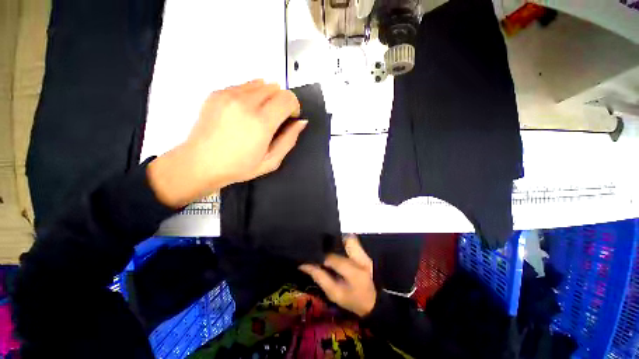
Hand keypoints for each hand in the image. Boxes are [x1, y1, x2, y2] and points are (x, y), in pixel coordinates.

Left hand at [148, 80, 305, 207]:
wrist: (200, 163)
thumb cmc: (239, 167)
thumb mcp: (271, 161)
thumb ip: (289, 140)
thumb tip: (301, 122)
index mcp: (261, 122)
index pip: (287, 98)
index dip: (294, 106)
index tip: (290, 117)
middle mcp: (245, 103)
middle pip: (275, 87)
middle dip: (282, 101)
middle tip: (276, 118)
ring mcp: (229, 95)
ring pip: (260, 83)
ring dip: (267, 96)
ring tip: (260, 114)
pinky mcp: (217, 93)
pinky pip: (244, 85)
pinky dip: (252, 94)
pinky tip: (245, 111)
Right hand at [300, 235, 376, 316]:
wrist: (378, 303)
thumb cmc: (355, 302)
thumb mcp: (335, 294)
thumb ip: (320, 278)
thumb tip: (304, 265)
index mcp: (354, 272)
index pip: (332, 257)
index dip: (319, 257)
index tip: (310, 258)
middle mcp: (361, 258)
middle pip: (346, 239)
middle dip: (332, 240)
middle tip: (322, 247)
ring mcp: (365, 254)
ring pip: (350, 238)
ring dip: (339, 240)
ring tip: (329, 247)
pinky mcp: (366, 253)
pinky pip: (353, 243)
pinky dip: (344, 243)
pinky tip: (338, 250)